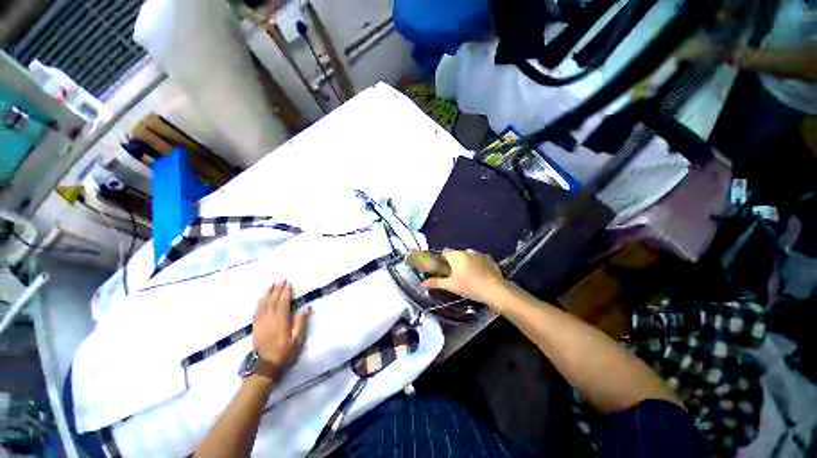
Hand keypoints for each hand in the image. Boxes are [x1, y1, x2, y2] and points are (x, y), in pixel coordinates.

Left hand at [253, 281, 310, 368]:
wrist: (264, 366)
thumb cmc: (284, 353)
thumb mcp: (297, 340)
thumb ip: (301, 323)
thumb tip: (307, 307)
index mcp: (281, 320)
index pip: (283, 302)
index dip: (286, 292)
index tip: (289, 283)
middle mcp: (269, 319)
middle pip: (273, 300)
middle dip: (277, 289)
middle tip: (281, 280)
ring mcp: (261, 322)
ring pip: (262, 304)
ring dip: (267, 293)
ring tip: (270, 285)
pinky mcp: (255, 327)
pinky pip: (256, 311)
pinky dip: (259, 302)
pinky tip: (261, 299)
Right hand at [421, 249, 506, 306]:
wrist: (494, 290)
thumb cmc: (469, 287)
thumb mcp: (451, 286)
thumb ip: (436, 282)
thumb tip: (422, 283)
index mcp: (456, 256)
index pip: (445, 251)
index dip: (443, 259)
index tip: (444, 269)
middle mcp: (466, 251)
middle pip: (456, 254)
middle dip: (455, 261)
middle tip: (456, 275)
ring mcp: (479, 254)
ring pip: (468, 256)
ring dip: (466, 262)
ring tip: (469, 276)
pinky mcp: (489, 258)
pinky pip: (478, 259)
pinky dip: (477, 264)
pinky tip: (479, 274)